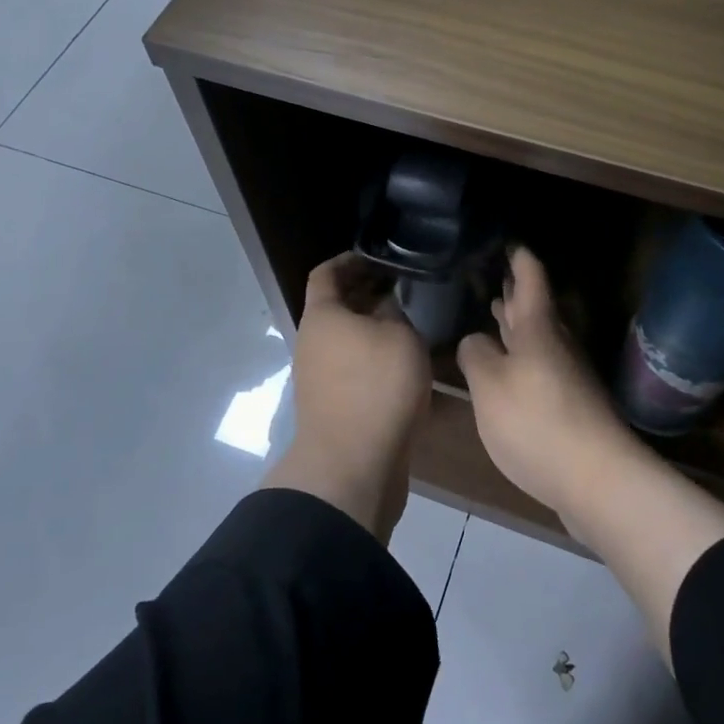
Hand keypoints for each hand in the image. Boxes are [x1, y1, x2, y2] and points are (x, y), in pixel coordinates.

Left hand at [263, 253, 431, 540]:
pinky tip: (404, 364)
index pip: (327, 273)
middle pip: (336, 307)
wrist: (353, 466)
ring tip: (410, 324)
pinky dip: (373, 358)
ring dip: (373, 329)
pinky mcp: (332, 406)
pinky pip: (352, 368)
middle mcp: (312, 342)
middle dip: (367, 295)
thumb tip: (387, 305)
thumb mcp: (400, 337)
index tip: (380, 257)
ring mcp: (318, 377)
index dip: (350, 260)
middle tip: (404, 289)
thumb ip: (395, 313)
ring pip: (346, 339)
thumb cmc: (377, 387)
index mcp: (322, 316)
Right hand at [456, 246, 639, 516]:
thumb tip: (476, 341)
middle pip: (536, 308)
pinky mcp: (571, 406)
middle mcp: (558, 344)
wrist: (598, 480)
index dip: (519, 257)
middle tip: (493, 275)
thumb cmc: (537, 421)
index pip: (530, 277)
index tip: (508, 240)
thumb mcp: (489, 384)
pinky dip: (522, 357)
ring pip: (539, 338)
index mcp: (538, 328)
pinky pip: (541, 366)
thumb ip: (476, 355)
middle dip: (515, 292)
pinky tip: (508, 369)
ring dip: (517, 325)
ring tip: (495, 313)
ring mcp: (569, 376)